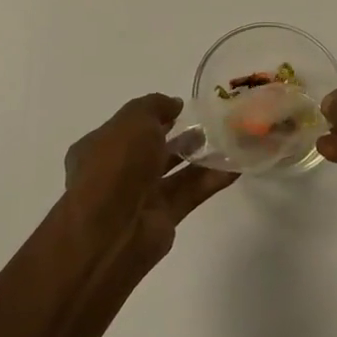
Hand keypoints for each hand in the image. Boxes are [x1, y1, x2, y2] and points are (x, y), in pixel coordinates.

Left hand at [62, 94, 237, 278]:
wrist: (110, 231)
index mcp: (101, 146)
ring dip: (199, 156)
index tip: (182, 108)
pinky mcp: (164, 218)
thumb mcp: (134, 119)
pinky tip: (236, 166)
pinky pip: (191, 193)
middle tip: (210, 124)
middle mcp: (119, 171)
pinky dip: (212, 179)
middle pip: (153, 149)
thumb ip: (156, 106)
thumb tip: (175, 104)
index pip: (129, 126)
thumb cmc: (116, 164)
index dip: (154, 116)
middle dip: (179, 136)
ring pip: (175, 171)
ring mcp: (141, 196)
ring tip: (229, 139)